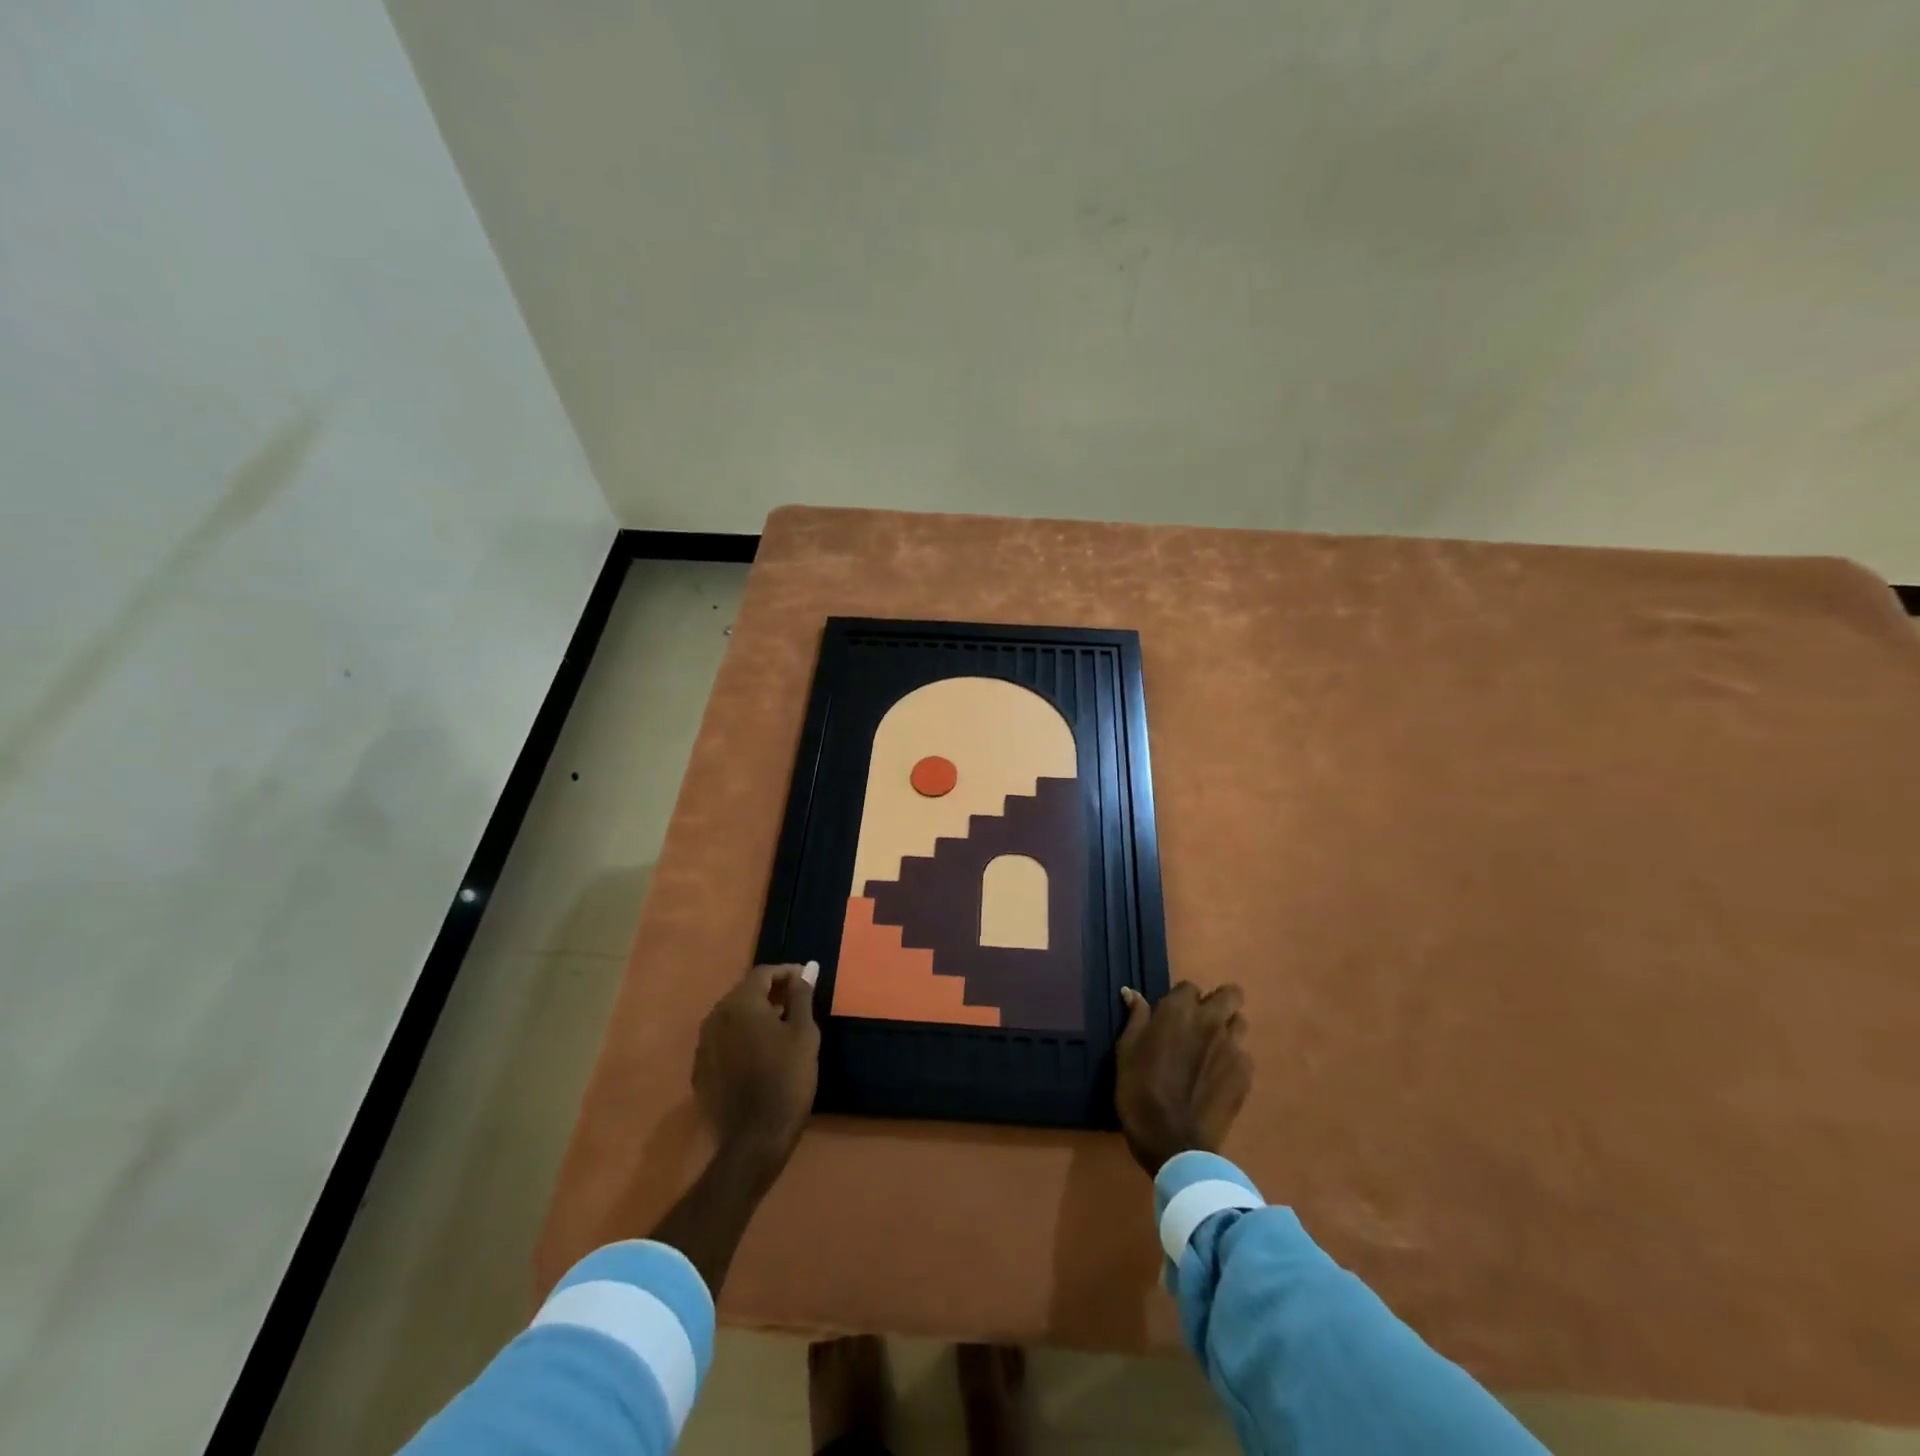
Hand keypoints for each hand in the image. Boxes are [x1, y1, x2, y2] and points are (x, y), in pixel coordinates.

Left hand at [693, 963, 820, 1183]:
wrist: (755, 1139)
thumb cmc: (787, 1078)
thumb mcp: (804, 1033)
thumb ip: (802, 996)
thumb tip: (806, 968)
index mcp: (740, 1003)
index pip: (763, 973)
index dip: (787, 973)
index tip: (806, 982)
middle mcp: (715, 1017)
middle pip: (745, 992)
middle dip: (770, 992)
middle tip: (796, 1004)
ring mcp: (703, 1045)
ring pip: (732, 1017)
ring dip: (755, 1015)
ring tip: (780, 1029)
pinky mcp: (700, 1070)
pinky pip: (723, 1041)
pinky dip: (741, 1038)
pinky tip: (759, 1055)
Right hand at [1114, 982, 1251, 1175]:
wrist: (1175, 1143)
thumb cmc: (1140, 1092)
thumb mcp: (1126, 1052)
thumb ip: (1135, 1018)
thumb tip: (1132, 993)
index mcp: (1179, 1011)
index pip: (1190, 987)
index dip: (1181, 999)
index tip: (1172, 1015)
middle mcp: (1211, 1021)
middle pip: (1230, 994)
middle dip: (1218, 1001)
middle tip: (1201, 1021)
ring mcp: (1233, 1047)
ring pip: (1241, 1022)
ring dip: (1228, 1028)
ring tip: (1213, 1048)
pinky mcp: (1246, 1074)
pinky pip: (1244, 1053)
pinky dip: (1233, 1057)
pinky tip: (1218, 1075)